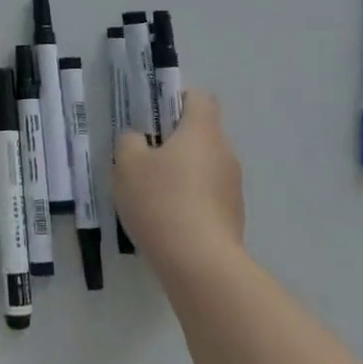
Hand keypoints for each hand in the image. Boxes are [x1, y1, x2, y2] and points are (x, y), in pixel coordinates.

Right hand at [112, 91, 244, 282]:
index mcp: (202, 131)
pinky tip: (168, 220)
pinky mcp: (234, 217)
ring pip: (206, 166)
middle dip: (176, 141)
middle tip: (145, 157)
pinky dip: (192, 200)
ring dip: (184, 172)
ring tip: (153, 194)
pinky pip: (209, 195)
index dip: (177, 100)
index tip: (155, 117)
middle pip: (202, 133)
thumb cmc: (161, 202)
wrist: (201, 265)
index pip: (200, 98)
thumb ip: (130, 142)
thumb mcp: (127, 165)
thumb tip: (139, 141)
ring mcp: (233, 187)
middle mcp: (224, 153)